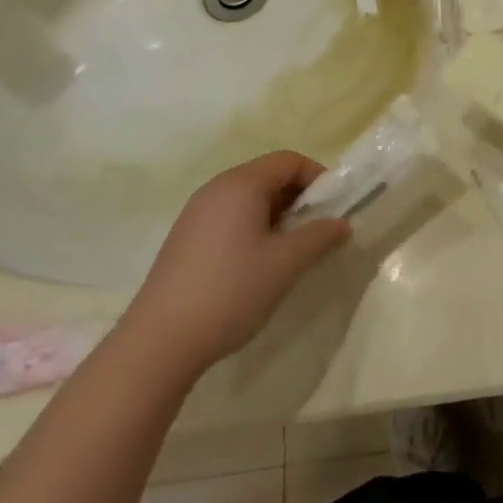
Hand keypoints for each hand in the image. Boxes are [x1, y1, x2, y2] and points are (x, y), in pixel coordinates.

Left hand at [125, 152, 349, 379]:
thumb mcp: (286, 264)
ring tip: (290, 251)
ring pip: (248, 199)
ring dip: (277, 215)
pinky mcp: (185, 237)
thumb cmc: (231, 291)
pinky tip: (256, 264)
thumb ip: (320, 237)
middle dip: (298, 198)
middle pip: (267, 176)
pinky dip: (252, 227)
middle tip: (317, 231)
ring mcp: (196, 213)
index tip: (334, 208)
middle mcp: (216, 188)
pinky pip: (229, 217)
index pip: (289, 160)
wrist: (160, 341)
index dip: (317, 177)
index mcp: (241, 184)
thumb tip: (342, 223)